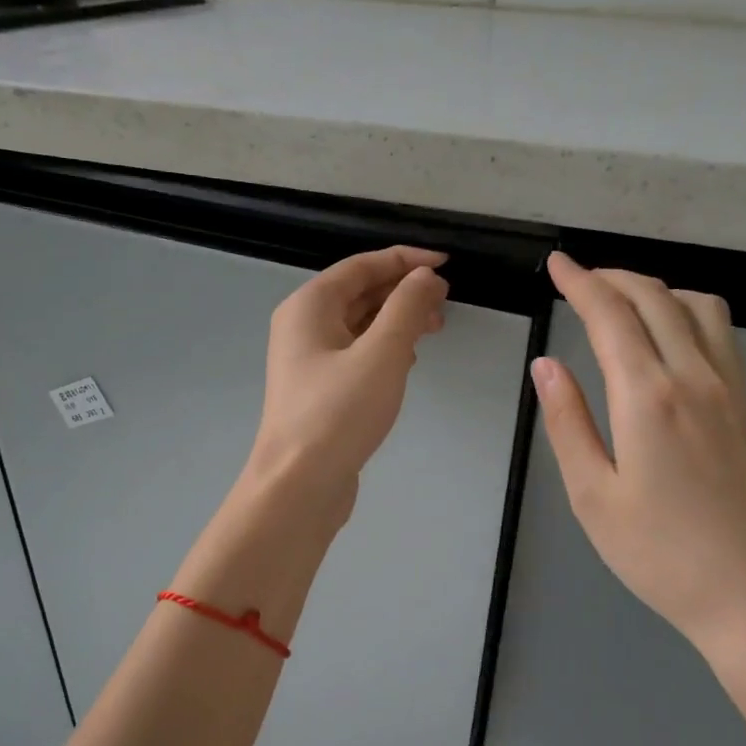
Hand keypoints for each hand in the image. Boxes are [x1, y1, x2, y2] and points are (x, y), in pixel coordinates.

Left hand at [244, 246, 449, 512]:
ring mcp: (308, 360)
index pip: (362, 266)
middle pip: (359, 293)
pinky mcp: (320, 390)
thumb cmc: (338, 414)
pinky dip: (385, 349)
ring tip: (434, 330)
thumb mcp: (382, 354)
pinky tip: (408, 362)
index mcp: (309, 306)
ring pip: (359, 325)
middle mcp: (303, 326)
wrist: (299, 485)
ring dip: (397, 321)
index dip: (405, 260)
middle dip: (403, 292)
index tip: (446, 264)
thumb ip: (407, 308)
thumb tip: (425, 276)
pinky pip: (356, 353)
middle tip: (445, 304)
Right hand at [532, 252, 745, 712]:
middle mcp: (695, 378)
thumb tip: (546, 366)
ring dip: (655, 288)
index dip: (580, 282)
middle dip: (613, 277)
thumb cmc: (660, 556)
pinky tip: (668, 334)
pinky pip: (721, 333)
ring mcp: (732, 390)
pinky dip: (687, 310)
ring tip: (620, 300)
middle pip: (656, 299)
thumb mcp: (593, 497)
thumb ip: (568, 423)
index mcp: (649, 398)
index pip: (611, 316)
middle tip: (578, 278)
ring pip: (697, 306)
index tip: (557, 264)